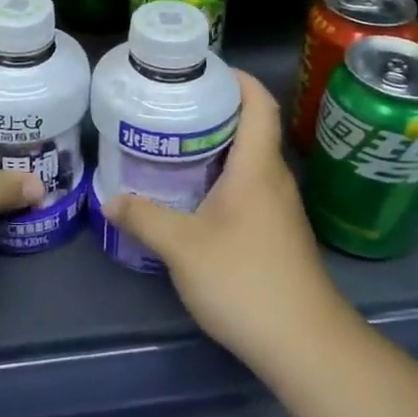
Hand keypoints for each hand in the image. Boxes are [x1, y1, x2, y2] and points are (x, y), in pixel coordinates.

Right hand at [100, 71, 353, 374]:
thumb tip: (111, 199)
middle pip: (251, 127)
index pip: (258, 103)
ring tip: (173, 144)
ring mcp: (280, 209)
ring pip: (249, 160)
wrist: (306, 346)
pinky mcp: (278, 234)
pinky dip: (223, 178)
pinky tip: (194, 195)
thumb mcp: (182, 247)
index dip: (236, 78)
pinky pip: (250, 187)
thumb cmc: (246, 281)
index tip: (201, 70)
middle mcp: (274, 179)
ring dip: (217, 146)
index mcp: (257, 167)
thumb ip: (144, 218)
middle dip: (214, 110)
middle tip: (171, 107)